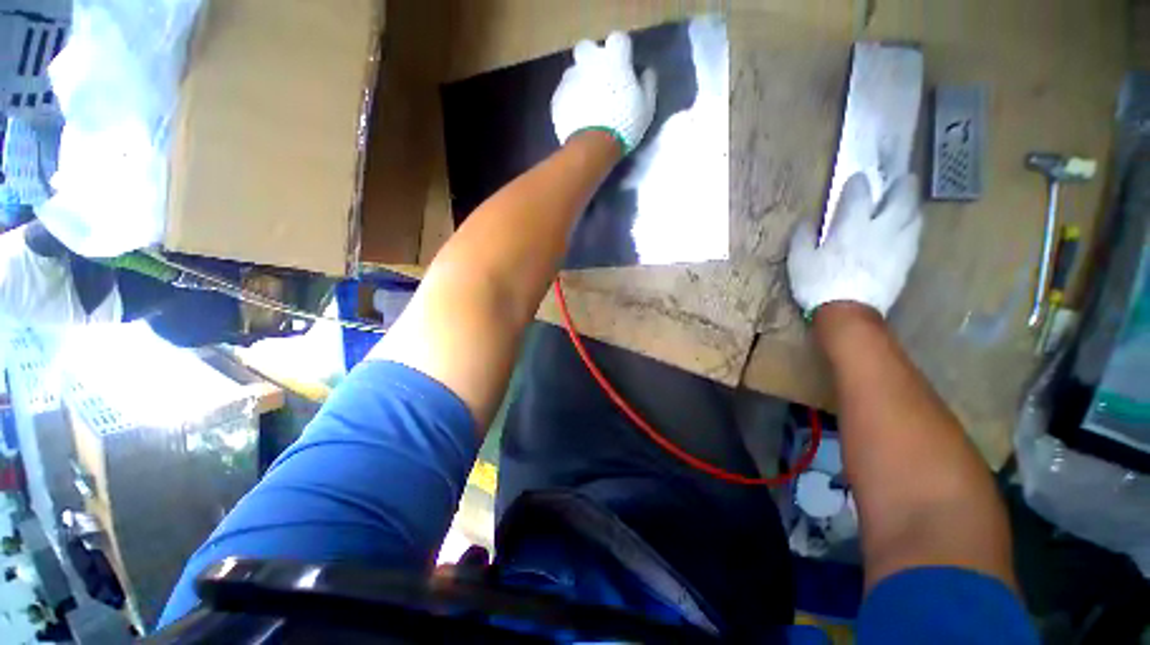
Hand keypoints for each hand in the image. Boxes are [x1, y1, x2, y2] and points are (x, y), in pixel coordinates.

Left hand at [552, 32, 656, 154]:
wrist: (593, 146)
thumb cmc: (624, 125)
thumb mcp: (646, 108)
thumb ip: (647, 85)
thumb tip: (646, 72)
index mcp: (614, 59)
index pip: (618, 40)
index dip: (621, 53)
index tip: (624, 68)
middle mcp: (589, 61)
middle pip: (587, 49)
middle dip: (592, 60)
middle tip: (600, 81)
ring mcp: (570, 79)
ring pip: (573, 72)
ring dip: (579, 82)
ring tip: (586, 105)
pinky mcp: (557, 98)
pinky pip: (563, 94)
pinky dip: (569, 102)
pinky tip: (576, 117)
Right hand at [787, 173, 922, 317]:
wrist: (848, 312)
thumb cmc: (818, 284)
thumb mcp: (798, 260)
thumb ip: (802, 236)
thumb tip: (806, 220)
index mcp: (851, 224)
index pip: (859, 194)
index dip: (858, 183)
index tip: (857, 178)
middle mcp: (880, 228)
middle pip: (900, 199)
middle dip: (901, 186)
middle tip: (903, 179)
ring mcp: (898, 244)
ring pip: (914, 216)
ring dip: (912, 206)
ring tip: (909, 203)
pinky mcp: (906, 261)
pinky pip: (915, 236)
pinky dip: (913, 227)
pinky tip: (909, 229)